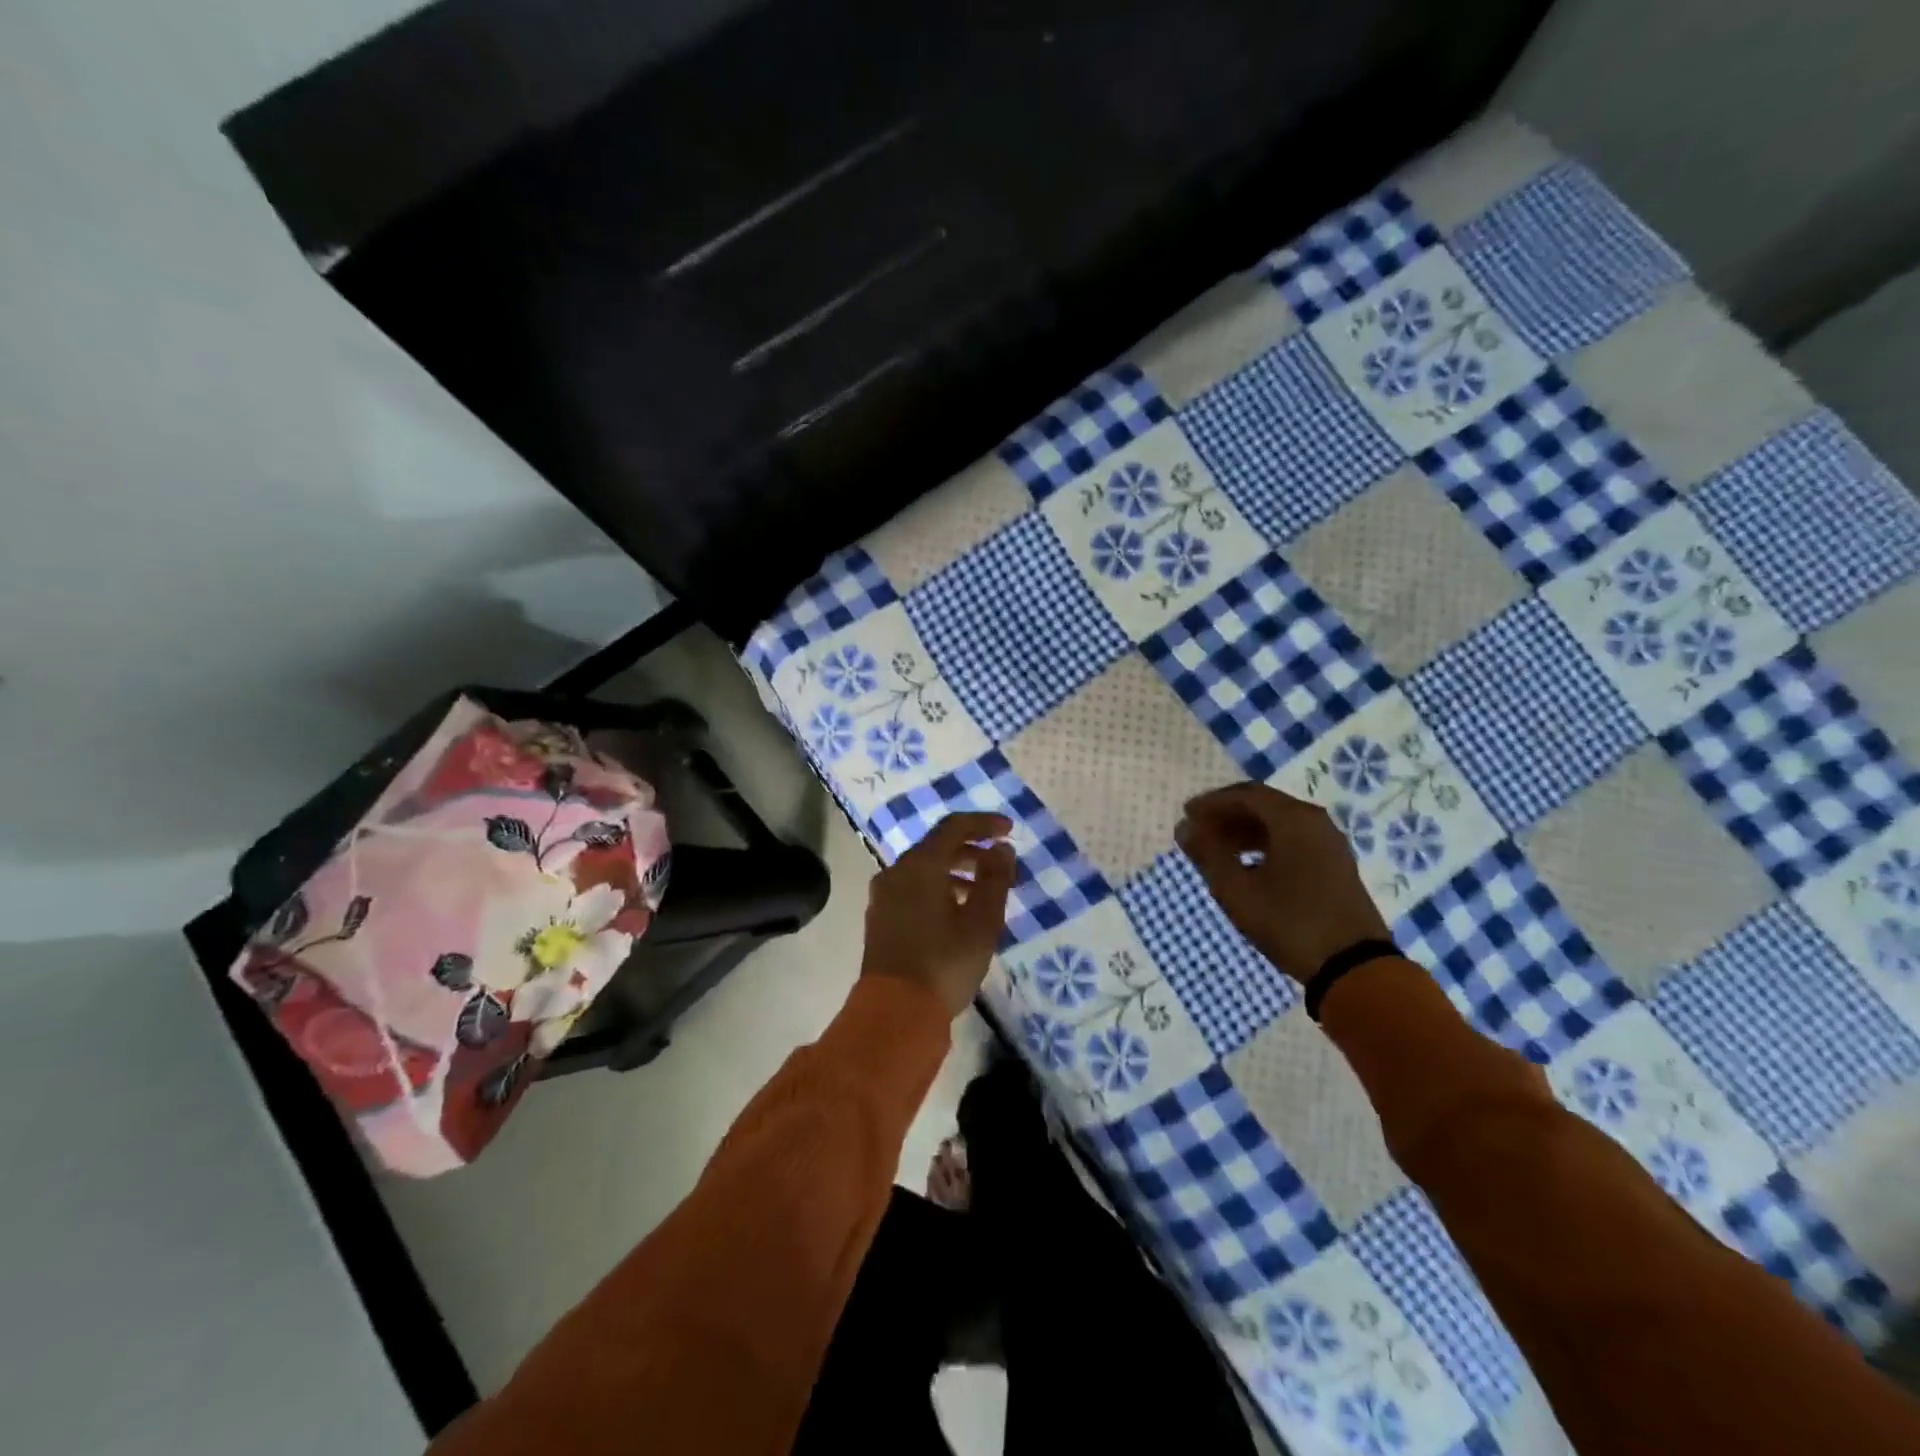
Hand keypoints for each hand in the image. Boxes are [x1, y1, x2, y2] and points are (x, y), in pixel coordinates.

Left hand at [861, 813, 1016, 1017]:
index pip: (954, 827)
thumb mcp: (982, 922)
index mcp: (920, 865)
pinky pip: (912, 888)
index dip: (984, 823)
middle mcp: (896, 871)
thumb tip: (1001, 848)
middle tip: (1000, 866)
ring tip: (983, 894)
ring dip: (955, 872)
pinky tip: (955, 913)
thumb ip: (995, 879)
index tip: (1009, 830)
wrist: (895, 1013)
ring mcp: (883, 895)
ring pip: (923, 869)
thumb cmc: (945, 963)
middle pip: (937, 846)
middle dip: (972, 851)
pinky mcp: (880, 918)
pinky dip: (937, 888)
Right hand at [1176, 783, 1389, 984]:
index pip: (1245, 795)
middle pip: (1264, 805)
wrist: (1353, 968)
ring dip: (1245, 831)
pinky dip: (1266, 844)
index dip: (1212, 803)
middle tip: (1198, 831)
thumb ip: (1208, 854)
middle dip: (1228, 815)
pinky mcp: (1336, 865)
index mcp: (1293, 819)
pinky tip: (1248, 865)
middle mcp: (1315, 822)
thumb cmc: (1289, 922)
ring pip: (1280, 824)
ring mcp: (1330, 844)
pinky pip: (1294, 840)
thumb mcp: (1237, 890)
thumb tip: (1185, 828)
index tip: (1187, 815)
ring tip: (1217, 849)